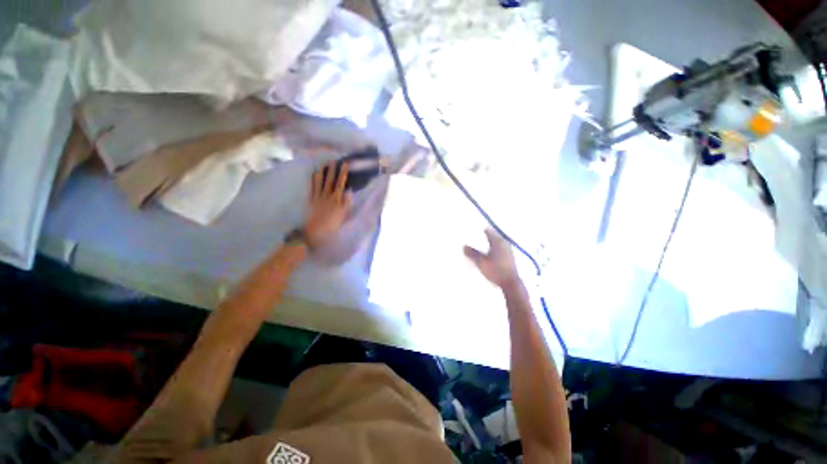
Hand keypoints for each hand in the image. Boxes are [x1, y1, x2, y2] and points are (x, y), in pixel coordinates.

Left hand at [305, 162, 351, 246]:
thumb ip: (345, 204)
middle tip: (334, 160)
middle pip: (330, 181)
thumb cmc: (330, 227)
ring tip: (323, 164)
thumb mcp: (341, 217)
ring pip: (320, 183)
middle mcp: (326, 197)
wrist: (313, 234)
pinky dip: (313, 181)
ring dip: (322, 173)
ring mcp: (317, 199)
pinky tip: (313, 175)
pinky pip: (312, 189)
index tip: (345, 164)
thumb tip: (349, 191)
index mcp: (336, 201)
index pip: (340, 184)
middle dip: (333, 171)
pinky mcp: (311, 202)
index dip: (343, 174)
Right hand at [464, 229, 520, 288]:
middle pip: (491, 237)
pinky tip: (486, 255)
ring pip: (495, 244)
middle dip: (482, 238)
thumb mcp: (481, 262)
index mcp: (498, 241)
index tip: (470, 232)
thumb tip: (464, 246)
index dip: (478, 231)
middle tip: (472, 240)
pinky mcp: (509, 258)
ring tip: (477, 247)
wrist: (511, 284)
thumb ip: (472, 253)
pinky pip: (498, 250)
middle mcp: (504, 243)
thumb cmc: (496, 270)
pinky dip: (491, 250)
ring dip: (487, 245)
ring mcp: (508, 251)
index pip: (487, 231)